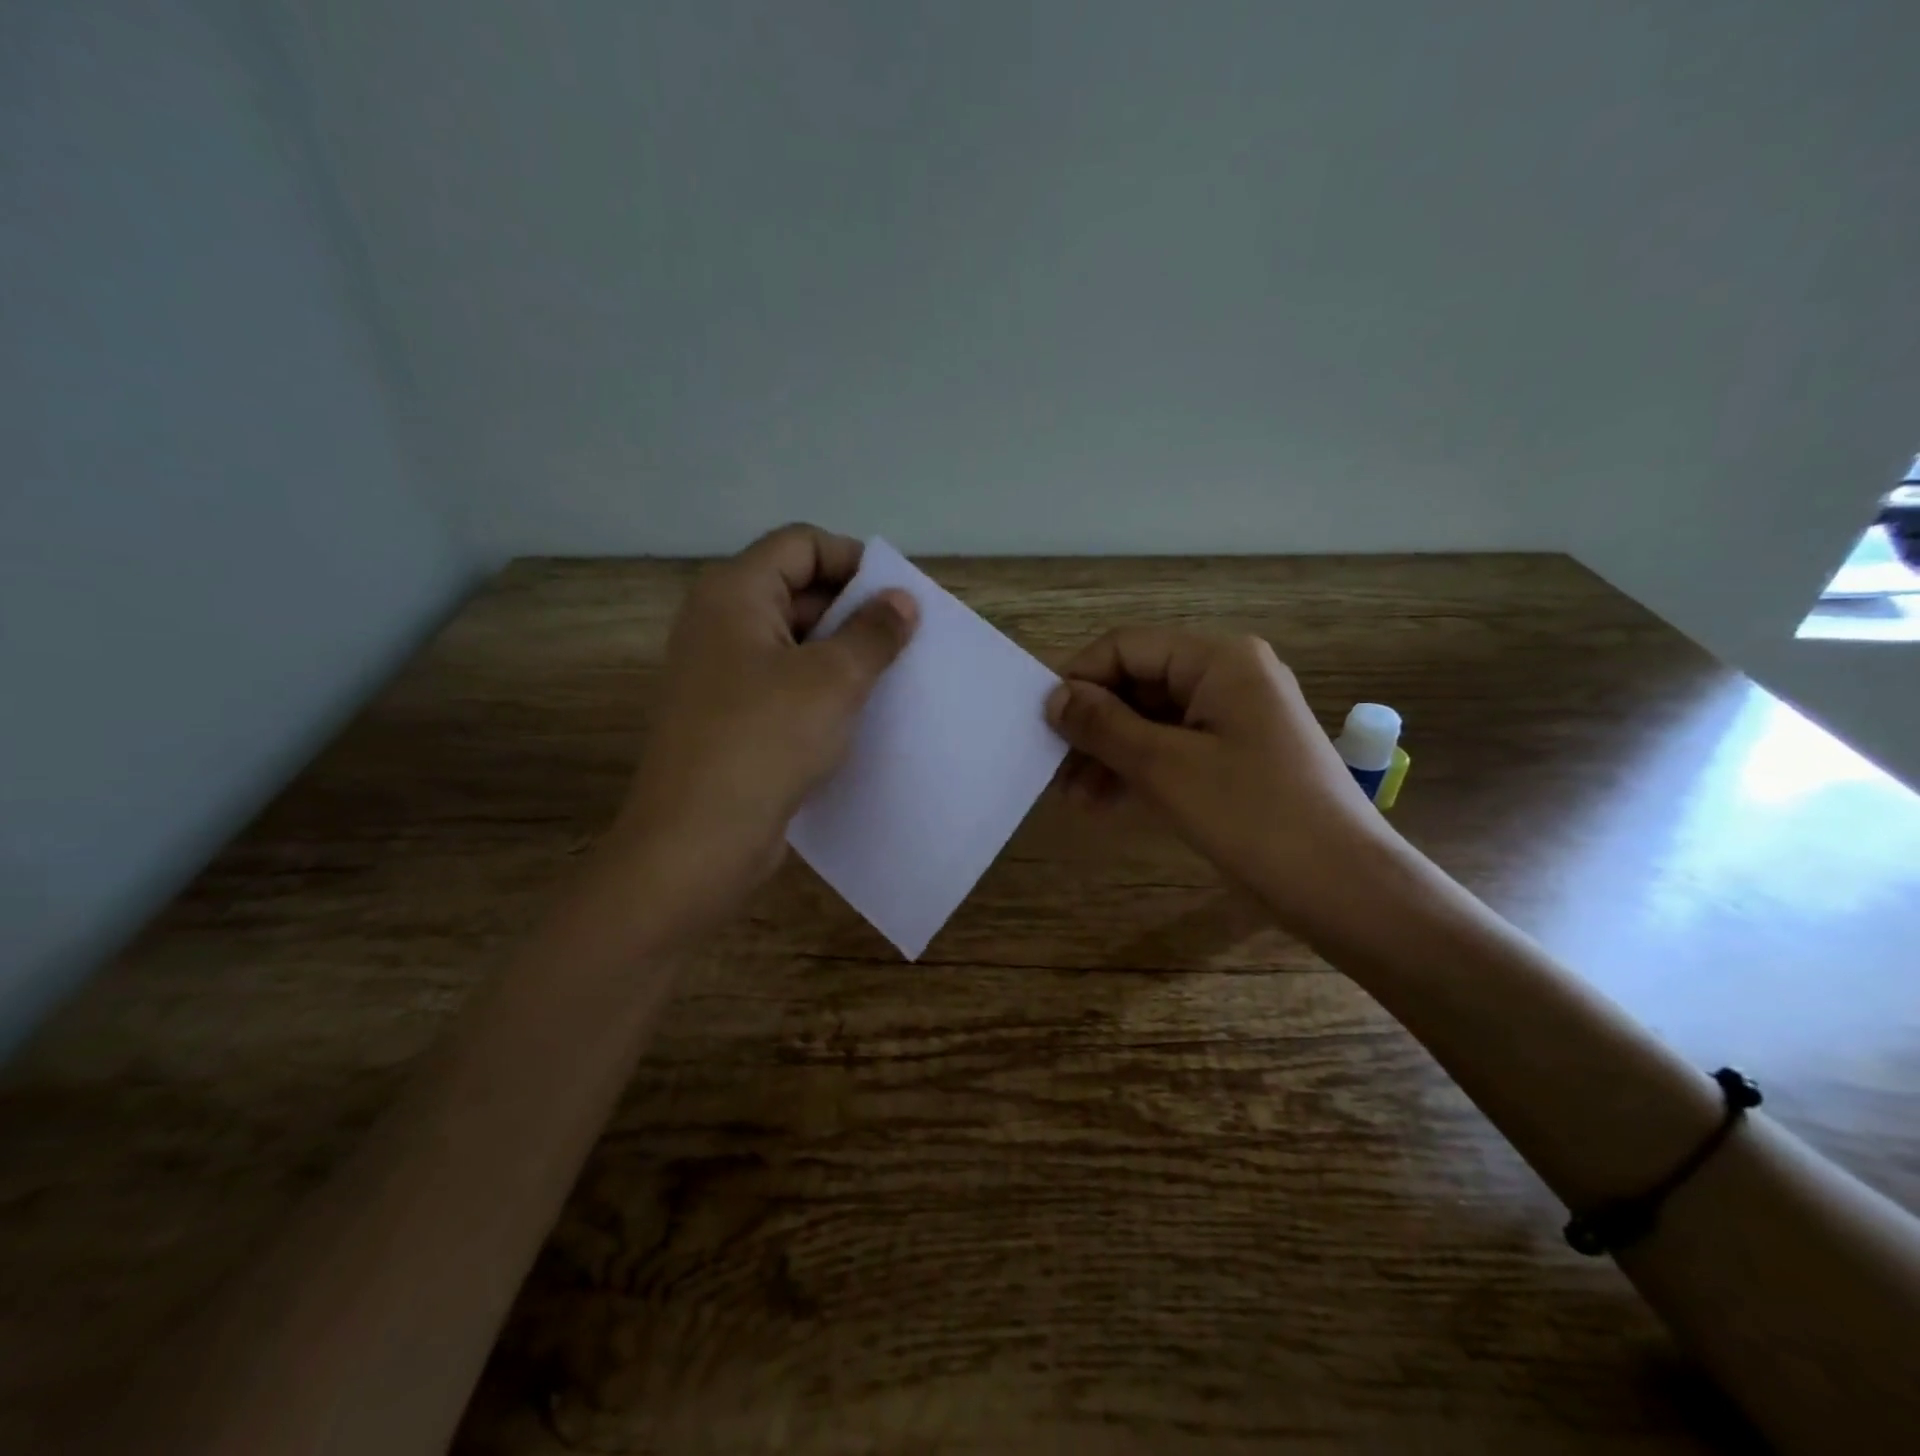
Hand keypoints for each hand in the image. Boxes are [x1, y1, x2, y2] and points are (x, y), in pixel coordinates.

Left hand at [602, 525, 916, 933]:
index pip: (801, 545)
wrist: (697, 841)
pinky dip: (821, 688)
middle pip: (796, 589)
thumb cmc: (765, 740)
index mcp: (735, 593)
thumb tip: (901, 601)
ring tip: (893, 676)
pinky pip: (783, 683)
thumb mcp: (833, 679)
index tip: (900, 598)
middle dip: (854, 609)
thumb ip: (873, 632)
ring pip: (793, 642)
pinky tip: (858, 713)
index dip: (854, 560)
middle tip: (907, 639)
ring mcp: (720, 673)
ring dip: (842, 653)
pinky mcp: (728, 717)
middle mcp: (720, 623)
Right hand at [1047, 628, 1386, 922]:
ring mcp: (1235, 719)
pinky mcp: (1237, 758)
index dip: (1079, 678)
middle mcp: (1228, 676)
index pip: (1127, 647)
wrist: (1343, 888)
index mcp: (1219, 659)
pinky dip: (1138, 771)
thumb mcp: (1166, 767)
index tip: (1040, 722)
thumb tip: (1053, 697)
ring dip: (1109, 753)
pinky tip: (1103, 803)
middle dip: (1092, 724)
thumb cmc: (1254, 816)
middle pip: (1139, 683)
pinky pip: (1174, 749)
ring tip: (1071, 797)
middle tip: (1052, 768)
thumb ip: (1104, 725)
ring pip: (1152, 721)